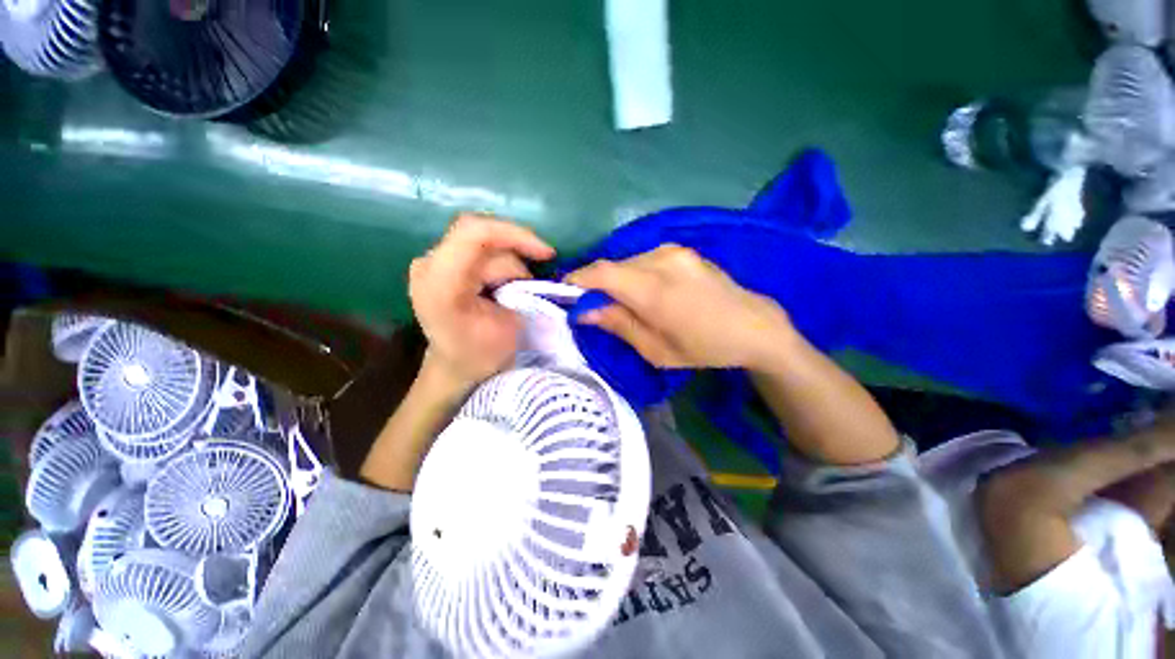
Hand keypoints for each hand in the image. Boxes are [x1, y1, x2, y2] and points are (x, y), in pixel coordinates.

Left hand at [409, 214, 554, 390]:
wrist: (455, 363)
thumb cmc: (484, 353)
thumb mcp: (511, 325)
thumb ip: (518, 290)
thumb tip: (529, 271)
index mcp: (440, 284)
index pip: (474, 234)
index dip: (516, 235)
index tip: (547, 254)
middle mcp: (428, 265)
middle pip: (483, 238)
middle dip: (516, 258)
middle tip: (530, 287)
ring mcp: (431, 261)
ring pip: (484, 242)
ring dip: (508, 264)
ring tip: (514, 292)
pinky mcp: (438, 262)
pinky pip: (476, 247)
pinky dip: (499, 260)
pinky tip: (505, 282)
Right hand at [565, 245, 793, 368]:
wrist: (754, 325)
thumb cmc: (704, 347)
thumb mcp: (657, 350)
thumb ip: (619, 324)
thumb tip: (584, 310)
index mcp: (655, 290)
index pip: (601, 273)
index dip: (577, 279)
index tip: (565, 293)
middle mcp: (661, 261)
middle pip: (612, 266)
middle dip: (597, 285)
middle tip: (595, 307)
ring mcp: (674, 251)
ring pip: (627, 262)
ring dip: (617, 280)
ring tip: (623, 303)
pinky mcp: (681, 250)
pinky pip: (644, 259)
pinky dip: (634, 274)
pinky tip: (646, 293)